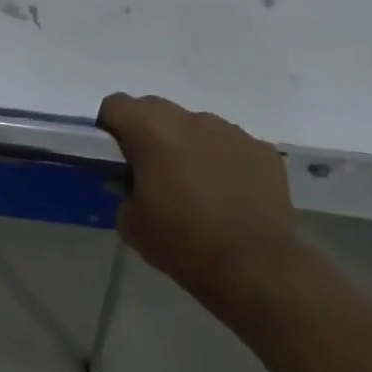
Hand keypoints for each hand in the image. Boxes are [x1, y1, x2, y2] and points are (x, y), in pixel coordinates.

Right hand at [99, 93, 310, 323]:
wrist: (254, 268)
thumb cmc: (181, 242)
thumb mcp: (130, 222)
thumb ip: (125, 190)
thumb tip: (135, 184)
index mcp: (152, 131)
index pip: (116, 104)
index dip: (109, 126)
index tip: (114, 154)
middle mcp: (191, 120)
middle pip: (156, 109)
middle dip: (148, 132)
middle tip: (151, 170)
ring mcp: (231, 132)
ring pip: (196, 126)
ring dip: (187, 145)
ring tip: (195, 185)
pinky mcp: (262, 151)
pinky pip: (231, 145)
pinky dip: (222, 161)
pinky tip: (228, 194)